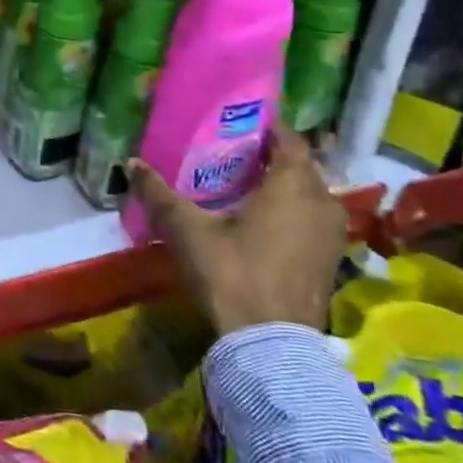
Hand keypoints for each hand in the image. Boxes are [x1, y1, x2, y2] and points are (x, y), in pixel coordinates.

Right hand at [126, 123, 344, 336]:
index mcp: (294, 186)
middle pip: (301, 166)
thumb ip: (159, 193)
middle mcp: (322, 203)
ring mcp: (331, 235)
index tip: (240, 120)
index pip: (290, 139)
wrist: (270, 343)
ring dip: (283, 186)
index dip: (267, 126)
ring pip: (309, 195)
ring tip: (245, 185)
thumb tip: (131, 163)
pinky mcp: (330, 261)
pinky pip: (312, 220)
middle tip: (233, 153)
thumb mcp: (187, 229)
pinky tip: (261, 222)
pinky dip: (291, 212)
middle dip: (271, 156)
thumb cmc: (231, 272)